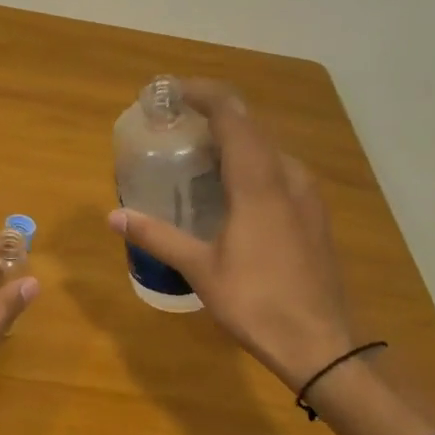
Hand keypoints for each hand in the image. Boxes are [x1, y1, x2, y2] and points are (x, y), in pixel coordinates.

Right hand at [108, 79, 355, 387]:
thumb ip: (157, 236)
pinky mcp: (313, 215)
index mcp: (258, 182)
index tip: (170, 92)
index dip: (203, 93)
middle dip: (214, 114)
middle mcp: (287, 177)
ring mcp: (306, 196)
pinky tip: (231, 189)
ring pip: (268, 148)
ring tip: (198, 153)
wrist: (321, 342)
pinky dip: (251, 163)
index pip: (232, 115)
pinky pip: (279, 170)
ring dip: (234, 139)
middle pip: (251, 126)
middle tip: (175, 123)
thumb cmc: (256, 302)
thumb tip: (113, 216)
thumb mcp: (199, 268)